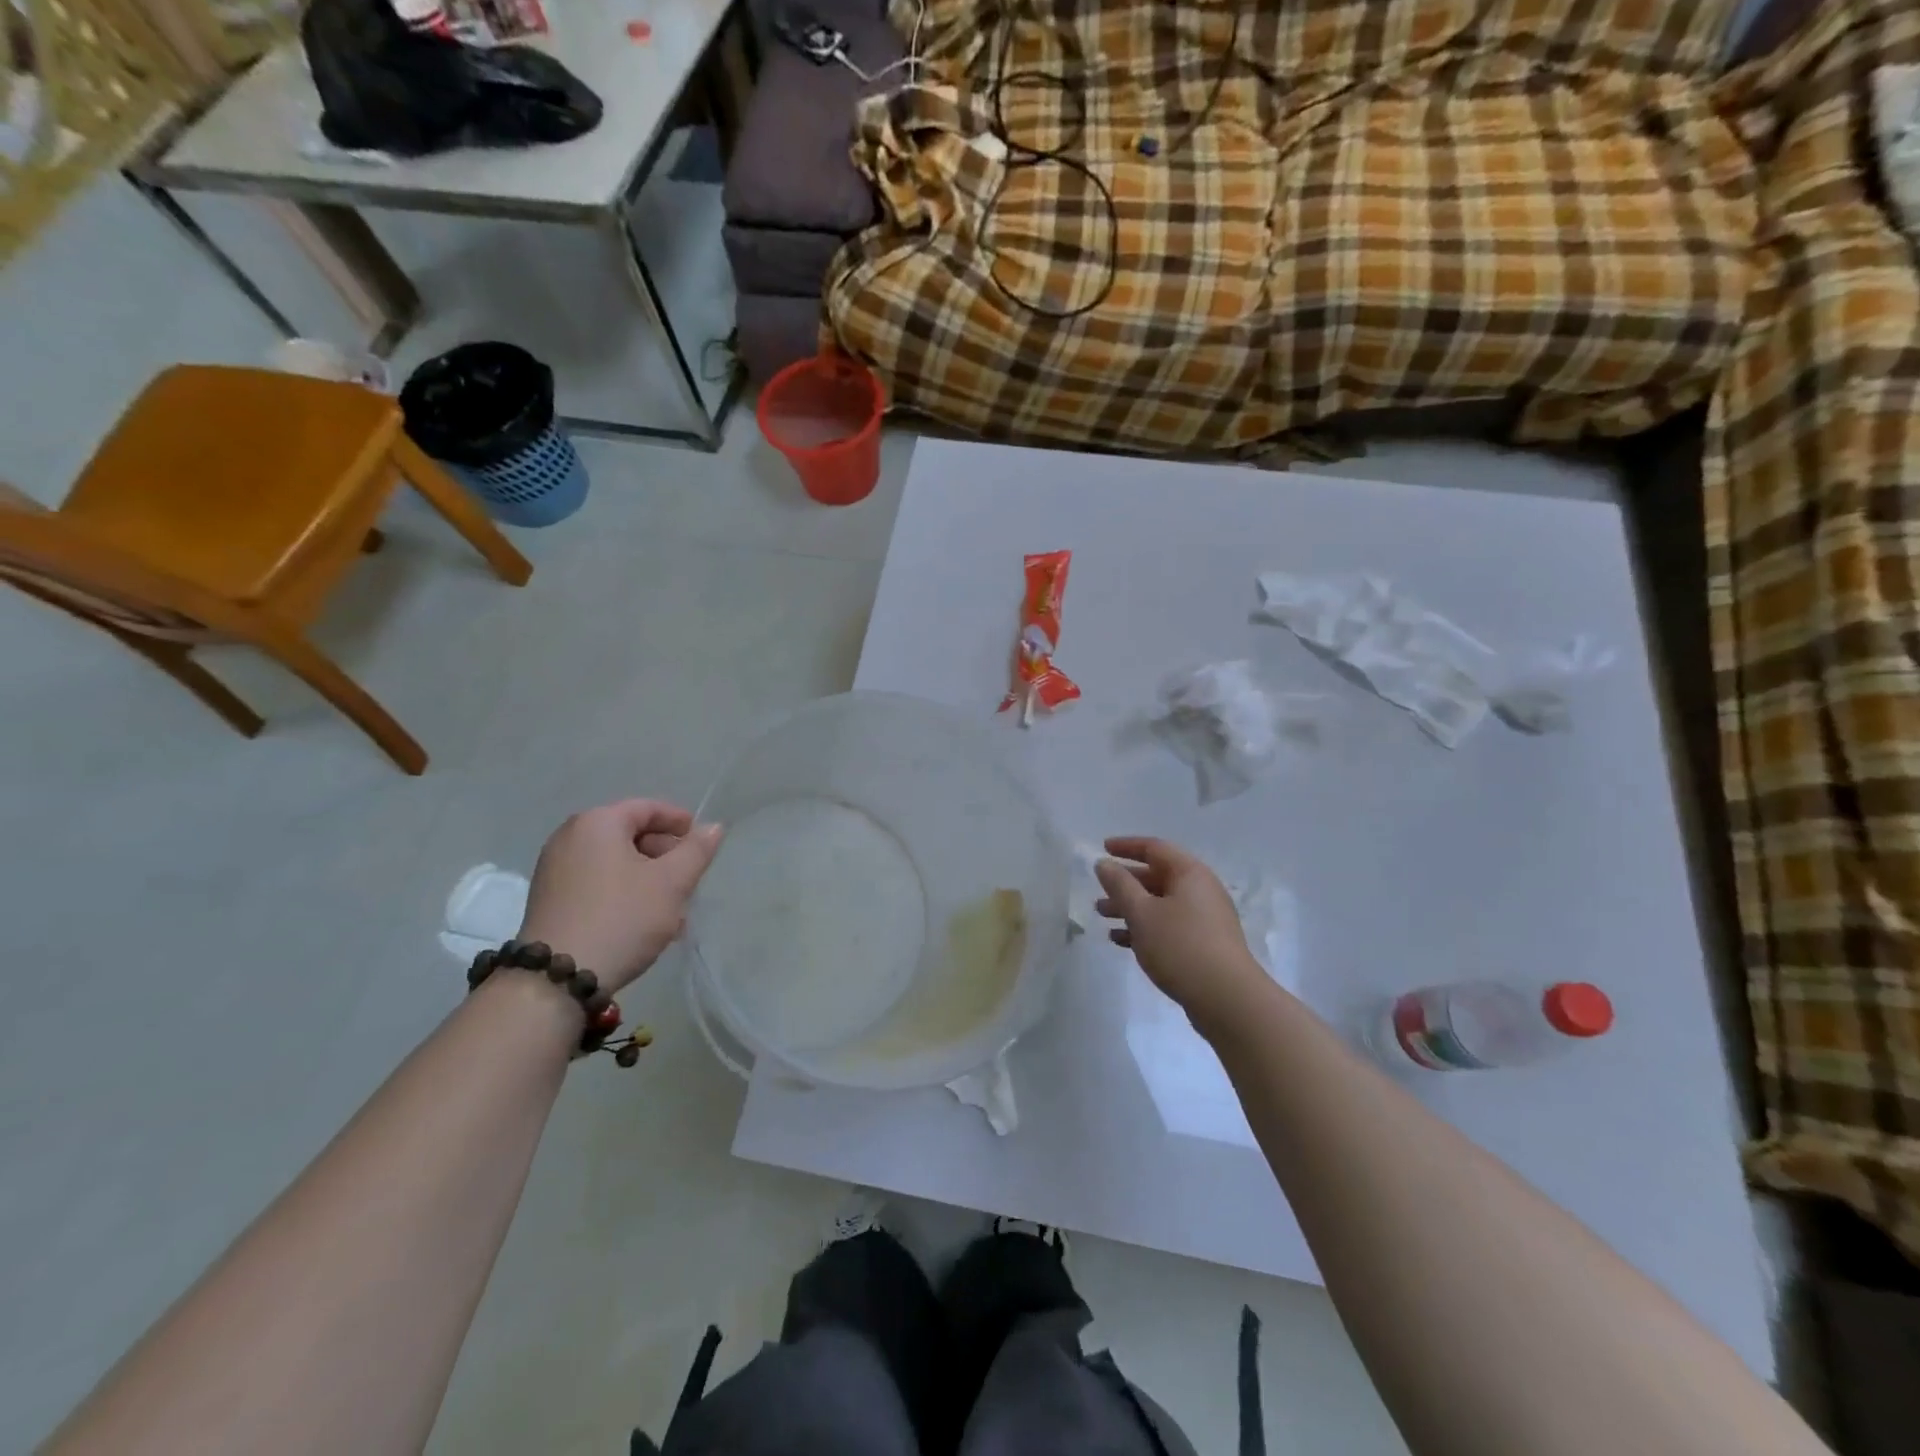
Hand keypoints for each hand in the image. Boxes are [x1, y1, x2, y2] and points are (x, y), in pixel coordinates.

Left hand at [518, 800, 723, 994]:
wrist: (557, 978)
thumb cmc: (622, 917)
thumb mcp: (672, 883)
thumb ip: (696, 851)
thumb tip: (714, 827)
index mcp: (597, 823)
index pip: (647, 808)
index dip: (679, 821)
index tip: (702, 842)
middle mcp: (569, 837)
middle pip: (629, 834)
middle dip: (665, 855)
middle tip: (689, 880)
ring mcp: (554, 870)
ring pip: (615, 862)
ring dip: (647, 878)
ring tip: (672, 908)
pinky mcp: (549, 899)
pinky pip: (597, 883)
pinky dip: (623, 892)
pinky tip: (643, 921)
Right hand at [1095, 836, 1268, 1031]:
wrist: (1227, 999)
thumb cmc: (1180, 946)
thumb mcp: (1142, 912)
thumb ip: (1119, 885)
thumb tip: (1104, 863)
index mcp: (1190, 873)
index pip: (1155, 848)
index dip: (1126, 846)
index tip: (1102, 848)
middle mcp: (1201, 890)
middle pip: (1157, 876)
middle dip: (1125, 883)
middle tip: (1099, 892)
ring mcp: (1205, 919)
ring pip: (1161, 904)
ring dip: (1131, 907)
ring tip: (1103, 917)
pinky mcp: (1204, 944)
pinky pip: (1169, 926)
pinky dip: (1145, 928)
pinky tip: (1121, 941)